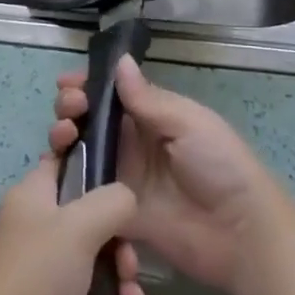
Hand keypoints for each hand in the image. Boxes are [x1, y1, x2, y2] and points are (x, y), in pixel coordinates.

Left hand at [0, 154, 144, 294]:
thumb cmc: (38, 277)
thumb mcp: (80, 225)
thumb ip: (112, 200)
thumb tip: (127, 199)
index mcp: (32, 194)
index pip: (63, 158)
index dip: (90, 156)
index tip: (121, 168)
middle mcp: (36, 225)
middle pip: (89, 210)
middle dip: (118, 233)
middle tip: (127, 257)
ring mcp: (44, 267)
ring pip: (96, 252)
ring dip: (119, 270)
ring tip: (129, 294)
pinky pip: (92, 288)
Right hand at [50, 56, 287, 294]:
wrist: (241, 234)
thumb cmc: (220, 165)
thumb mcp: (188, 122)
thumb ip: (148, 99)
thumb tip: (119, 60)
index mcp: (154, 116)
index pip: (113, 94)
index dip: (88, 85)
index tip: (67, 83)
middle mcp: (135, 144)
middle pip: (92, 121)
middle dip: (72, 108)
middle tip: (68, 109)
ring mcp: (125, 180)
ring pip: (83, 153)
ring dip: (65, 138)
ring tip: (62, 134)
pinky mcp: (119, 215)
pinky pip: (87, 196)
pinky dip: (67, 181)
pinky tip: (53, 170)